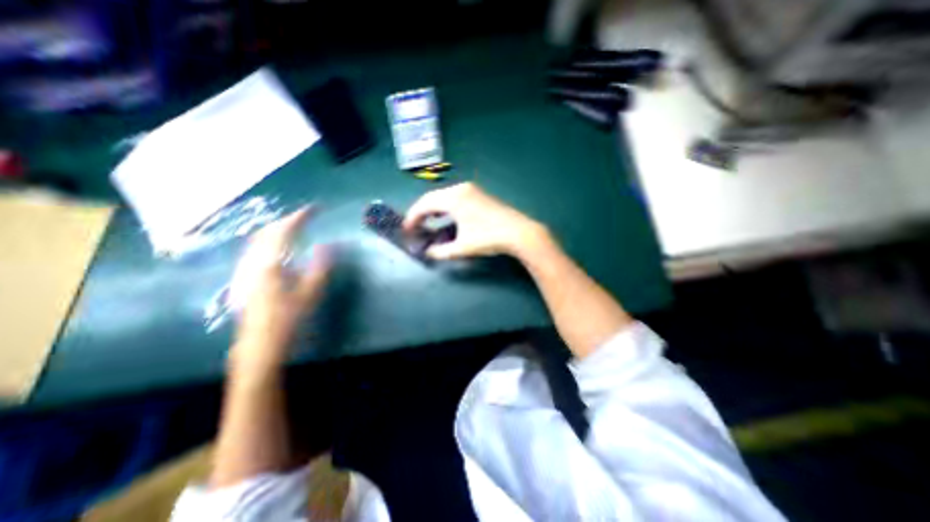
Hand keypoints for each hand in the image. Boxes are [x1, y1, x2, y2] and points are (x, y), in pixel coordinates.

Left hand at [230, 209, 331, 374]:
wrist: (259, 344)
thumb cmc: (288, 319)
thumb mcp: (310, 293)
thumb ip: (319, 266)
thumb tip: (326, 245)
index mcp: (269, 263)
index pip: (284, 230)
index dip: (300, 216)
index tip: (316, 208)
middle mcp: (252, 261)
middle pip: (267, 230)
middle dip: (288, 219)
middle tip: (307, 217)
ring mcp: (245, 269)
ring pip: (259, 239)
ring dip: (278, 228)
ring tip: (296, 226)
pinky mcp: (244, 277)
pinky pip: (256, 249)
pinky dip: (270, 240)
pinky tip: (280, 247)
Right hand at [404, 182, 546, 258]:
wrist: (519, 232)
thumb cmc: (488, 238)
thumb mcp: (462, 247)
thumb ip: (441, 251)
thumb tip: (428, 253)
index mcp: (453, 198)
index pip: (425, 204)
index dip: (412, 217)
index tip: (406, 229)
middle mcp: (461, 189)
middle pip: (433, 197)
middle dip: (421, 212)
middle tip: (415, 226)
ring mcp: (472, 190)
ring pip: (445, 196)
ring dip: (434, 209)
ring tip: (428, 222)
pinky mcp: (479, 194)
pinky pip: (456, 197)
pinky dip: (446, 207)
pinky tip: (446, 217)